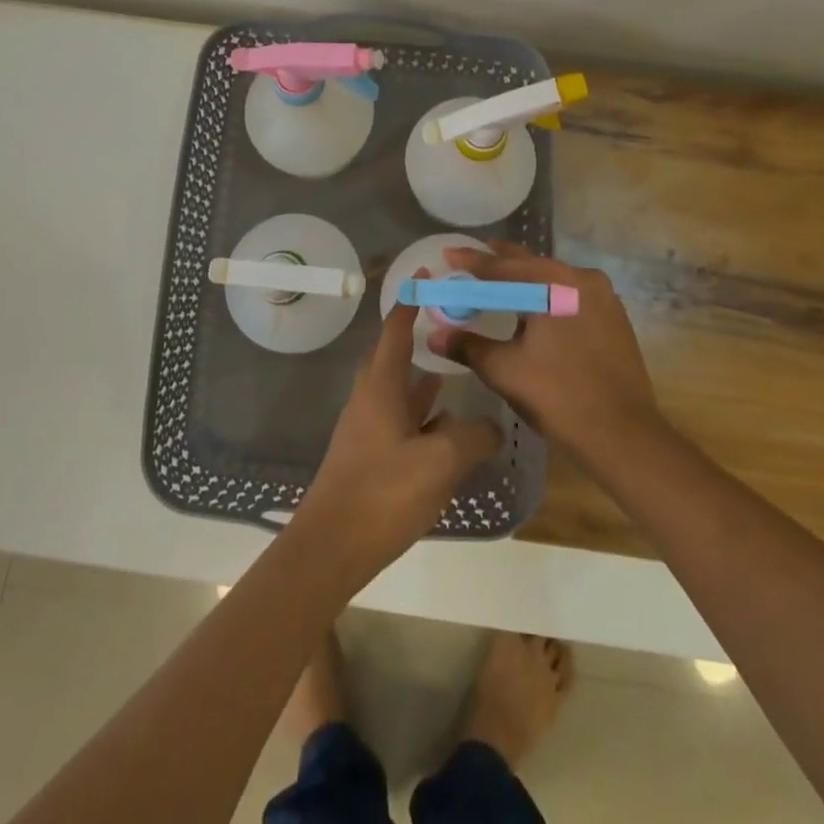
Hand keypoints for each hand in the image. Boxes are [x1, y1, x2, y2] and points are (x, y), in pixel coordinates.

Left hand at [291, 292, 503, 588]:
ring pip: (399, 390)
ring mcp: (367, 428)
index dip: (410, 301)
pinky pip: (400, 420)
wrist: (330, 547)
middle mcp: (370, 399)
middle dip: (418, 337)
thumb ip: (473, 438)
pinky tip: (447, 428)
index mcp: (381, 386)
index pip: (396, 330)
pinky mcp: (370, 456)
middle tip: (451, 324)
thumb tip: (492, 424)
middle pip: (394, 356)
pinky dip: (423, 414)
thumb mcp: (439, 462)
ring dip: (424, 378)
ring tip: (458, 370)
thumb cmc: (382, 493)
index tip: (425, 276)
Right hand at [430, 242, 660, 461]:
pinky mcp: (614, 316)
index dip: (471, 262)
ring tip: (500, 279)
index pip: (502, 268)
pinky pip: (571, 293)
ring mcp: (603, 296)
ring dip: (525, 278)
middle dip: (499, 262)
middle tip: (472, 259)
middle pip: (530, 264)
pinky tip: (535, 306)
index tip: (448, 253)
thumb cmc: (558, 395)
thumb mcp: (504, 369)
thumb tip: (434, 335)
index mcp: (552, 284)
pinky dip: (547, 294)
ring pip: (553, 278)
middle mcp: (580, 279)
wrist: (623, 433)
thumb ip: (467, 346)